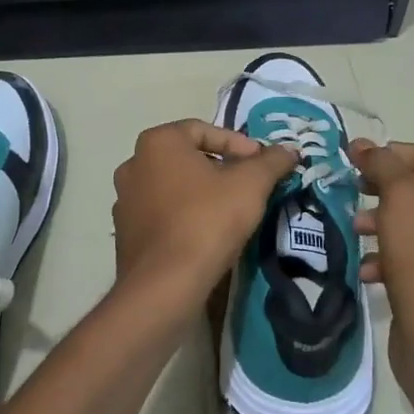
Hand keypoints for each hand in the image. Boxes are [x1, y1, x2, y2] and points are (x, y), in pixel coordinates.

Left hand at [112, 120, 297, 309]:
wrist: (165, 284)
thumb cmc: (207, 220)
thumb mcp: (251, 185)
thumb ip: (271, 162)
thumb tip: (289, 151)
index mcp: (157, 143)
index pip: (203, 130)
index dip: (238, 144)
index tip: (261, 164)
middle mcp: (133, 164)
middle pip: (186, 157)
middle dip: (220, 167)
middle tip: (249, 185)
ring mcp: (124, 200)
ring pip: (172, 186)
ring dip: (201, 193)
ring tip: (230, 211)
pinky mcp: (125, 233)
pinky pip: (161, 214)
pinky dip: (183, 216)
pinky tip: (205, 234)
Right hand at [350, 140, 413, 402]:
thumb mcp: (404, 201)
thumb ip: (384, 166)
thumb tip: (364, 145)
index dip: (392, 152)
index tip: (354, 160)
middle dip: (385, 189)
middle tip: (351, 191)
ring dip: (382, 222)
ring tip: (354, 231)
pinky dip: (391, 257)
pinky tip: (367, 269)